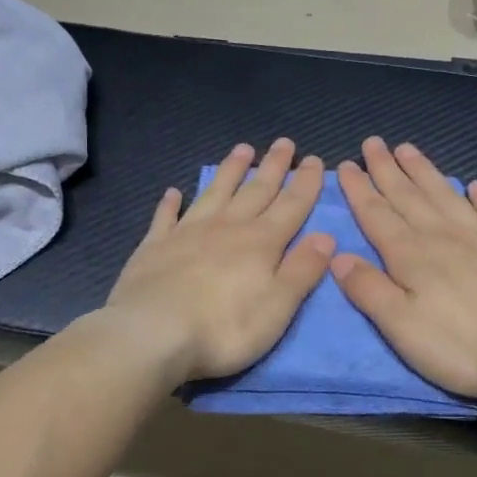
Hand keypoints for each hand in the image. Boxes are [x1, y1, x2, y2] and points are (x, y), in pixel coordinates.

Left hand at [105, 139, 332, 382]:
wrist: (151, 334)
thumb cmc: (223, 328)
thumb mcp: (277, 307)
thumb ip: (302, 270)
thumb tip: (326, 236)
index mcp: (260, 243)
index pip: (291, 206)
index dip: (305, 183)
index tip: (314, 159)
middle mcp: (226, 228)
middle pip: (255, 191)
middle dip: (272, 167)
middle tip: (283, 142)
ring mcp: (187, 233)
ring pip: (214, 194)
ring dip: (229, 172)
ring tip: (241, 150)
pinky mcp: (154, 247)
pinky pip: (166, 217)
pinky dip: (171, 203)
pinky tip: (173, 192)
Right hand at [331, 138, 476, 401]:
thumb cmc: (463, 345)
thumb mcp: (402, 326)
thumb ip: (369, 290)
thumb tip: (338, 257)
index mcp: (411, 255)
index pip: (376, 214)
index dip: (358, 190)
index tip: (344, 165)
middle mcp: (442, 236)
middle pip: (408, 195)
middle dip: (386, 169)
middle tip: (373, 142)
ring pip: (445, 195)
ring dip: (424, 172)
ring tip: (409, 150)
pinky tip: (475, 186)